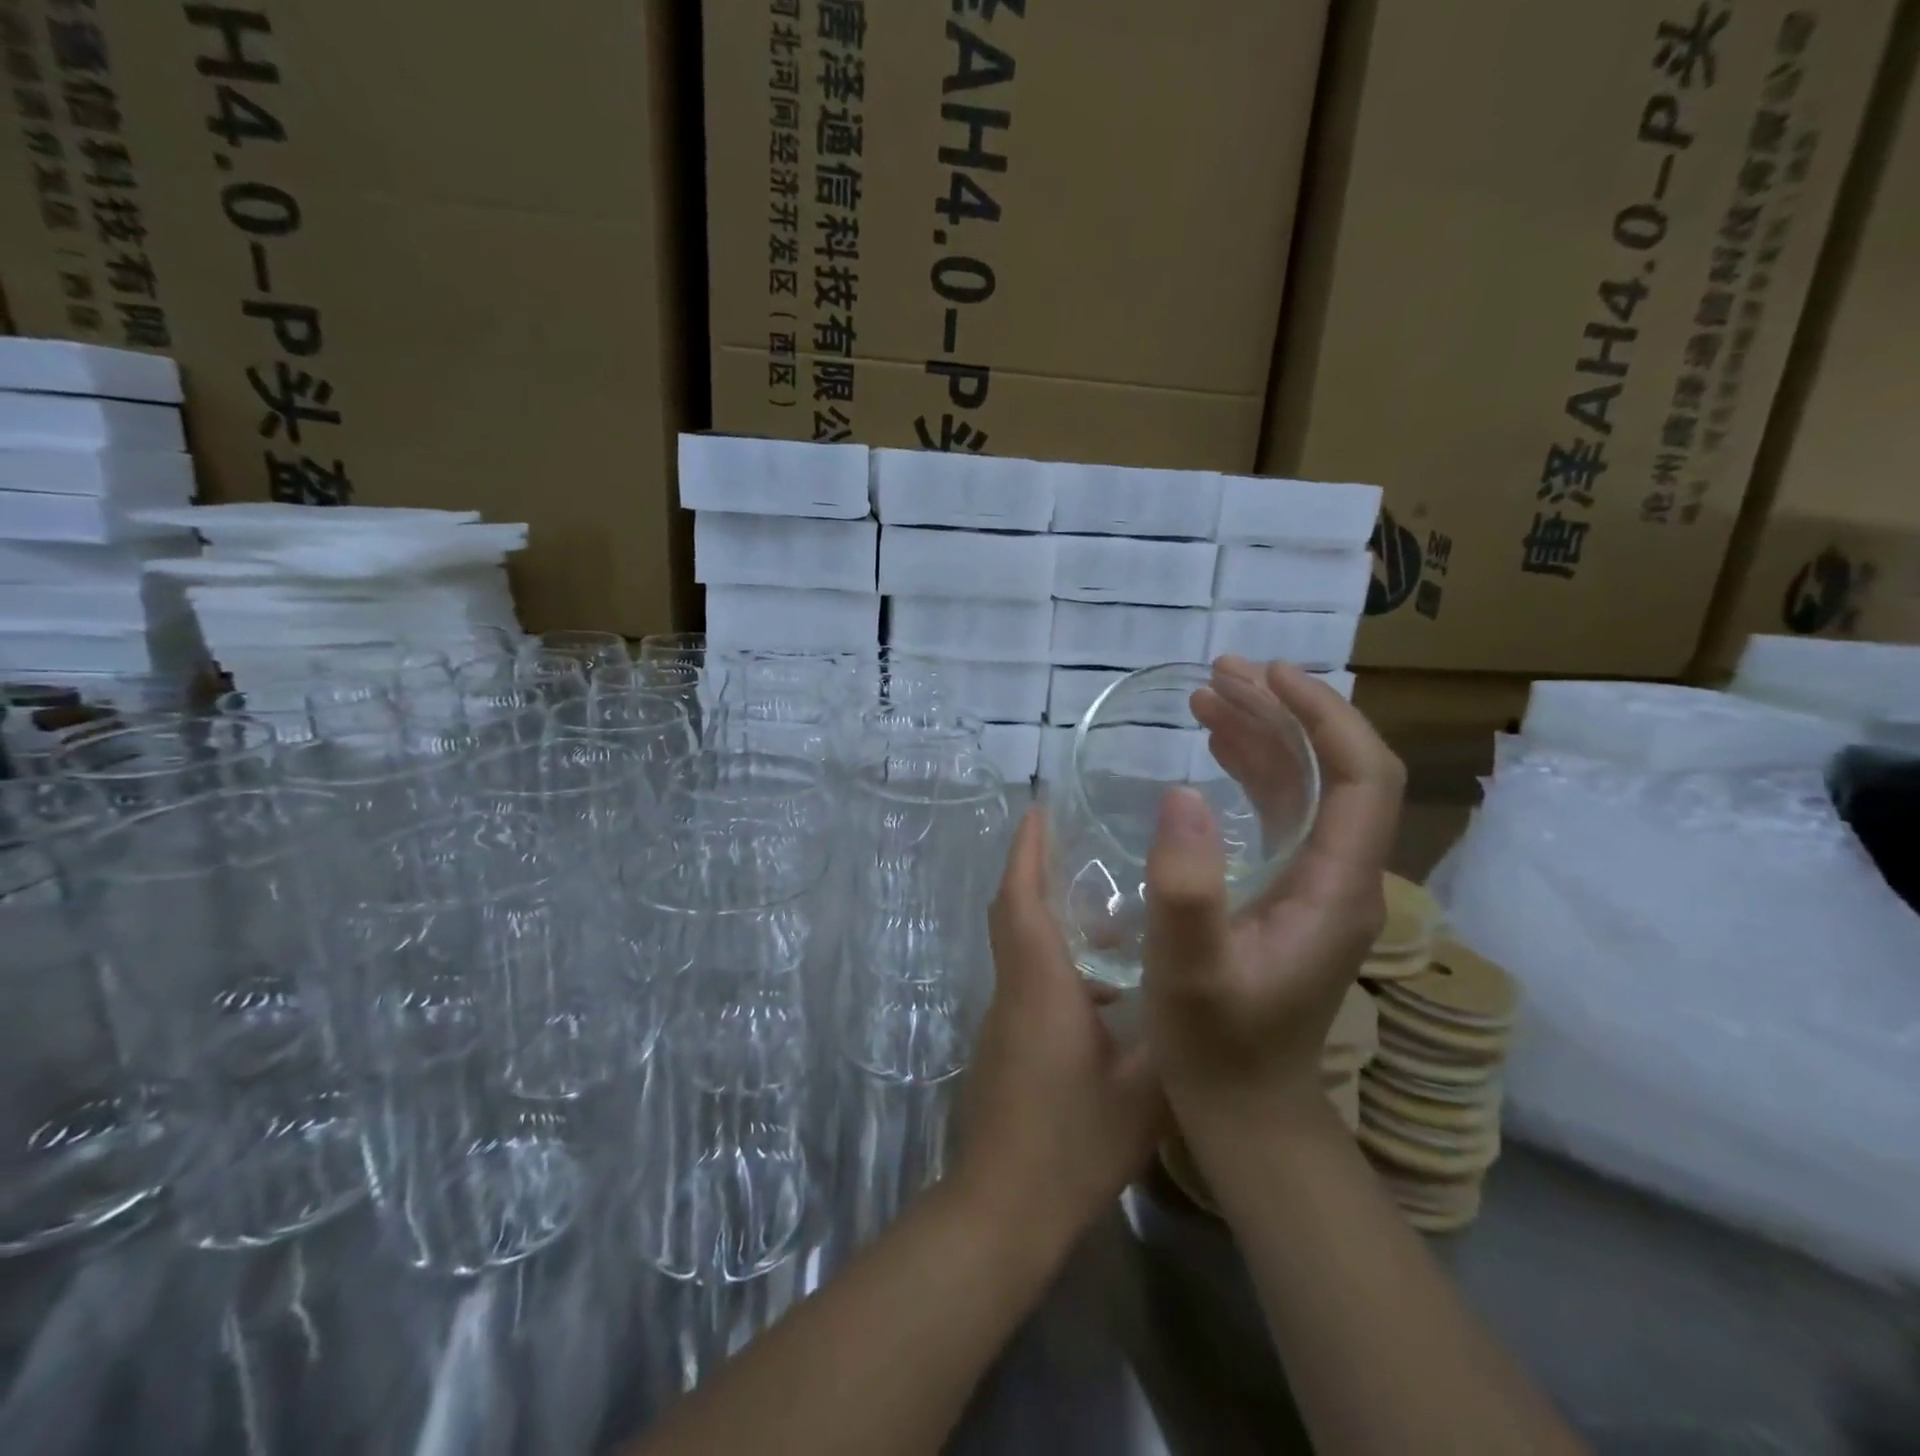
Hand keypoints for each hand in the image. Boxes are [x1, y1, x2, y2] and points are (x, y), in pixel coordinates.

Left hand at [956, 808, 1165, 1254]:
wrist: (1003, 1207)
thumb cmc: (1073, 1142)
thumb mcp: (1146, 1090)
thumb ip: (1174, 1035)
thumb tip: (1201, 988)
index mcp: (1040, 984)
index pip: (1020, 899)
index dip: (1027, 850)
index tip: (1038, 808)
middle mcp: (1013, 988)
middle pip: (1012, 911)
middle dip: (1033, 867)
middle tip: (1076, 838)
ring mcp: (1003, 1017)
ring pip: (1019, 944)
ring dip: (1048, 912)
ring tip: (1109, 904)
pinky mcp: (1005, 1042)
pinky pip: (1026, 976)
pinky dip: (1054, 956)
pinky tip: (1104, 982)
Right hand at [1144, 658, 1404, 1131]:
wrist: (1246, 1105)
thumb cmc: (1218, 1044)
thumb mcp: (1191, 970)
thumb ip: (1187, 888)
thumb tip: (1180, 792)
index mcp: (1338, 886)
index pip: (1365, 776)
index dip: (1324, 715)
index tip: (1268, 675)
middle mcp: (1342, 874)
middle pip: (1337, 767)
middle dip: (1285, 710)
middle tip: (1220, 674)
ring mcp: (1318, 881)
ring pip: (1308, 784)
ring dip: (1264, 733)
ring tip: (1207, 697)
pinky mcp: (1291, 889)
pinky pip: (1284, 809)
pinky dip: (1253, 769)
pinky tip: (1216, 750)